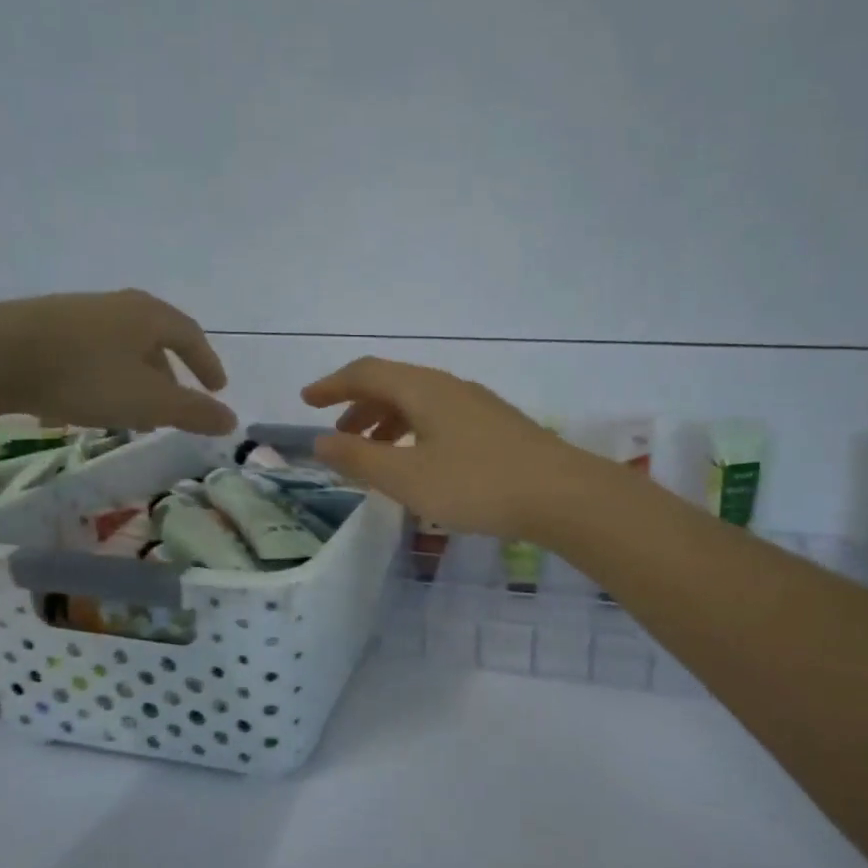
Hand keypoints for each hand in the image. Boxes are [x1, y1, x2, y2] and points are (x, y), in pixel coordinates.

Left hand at [0, 290, 235, 434]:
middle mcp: (116, 306)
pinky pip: (89, 354)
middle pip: (154, 340)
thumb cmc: (84, 375)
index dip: (207, 364)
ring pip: (120, 349)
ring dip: (134, 380)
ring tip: (132, 412)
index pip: (191, 336)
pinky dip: (102, 378)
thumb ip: (193, 412)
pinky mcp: (43, 327)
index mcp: (148, 316)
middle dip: (169, 375)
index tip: (217, 389)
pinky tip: (87, 405)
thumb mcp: (148, 401)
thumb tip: (232, 421)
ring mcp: (77, 313)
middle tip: (174, 406)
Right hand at [301, 358, 594, 536]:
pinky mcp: (496, 427)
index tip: (306, 401)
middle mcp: (449, 387)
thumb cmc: (477, 484)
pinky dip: (413, 433)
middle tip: (338, 435)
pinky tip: (420, 463)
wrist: (562, 495)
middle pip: (393, 384)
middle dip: (358, 406)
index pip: (366, 373)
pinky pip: (439, 419)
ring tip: (373, 454)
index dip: (332, 385)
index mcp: (423, 389)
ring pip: (418, 403)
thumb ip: (359, 458)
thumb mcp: (407, 477)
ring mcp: (477, 406)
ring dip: (387, 422)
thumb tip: (320, 441)